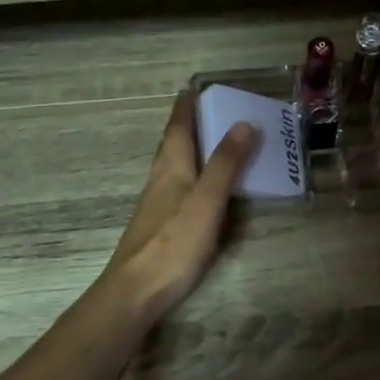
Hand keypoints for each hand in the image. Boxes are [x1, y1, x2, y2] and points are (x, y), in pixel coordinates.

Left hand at [101, 94, 258, 320]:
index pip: (178, 128)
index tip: (194, 87)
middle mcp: (160, 180)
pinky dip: (193, 176)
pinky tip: (202, 189)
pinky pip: (179, 188)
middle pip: (173, 145)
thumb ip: (225, 164)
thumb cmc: (173, 243)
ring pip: (174, 166)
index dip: (186, 107)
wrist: (136, 291)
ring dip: (190, 150)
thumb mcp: (206, 201)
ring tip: (212, 142)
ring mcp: (157, 205)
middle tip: (210, 109)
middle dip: (188, 125)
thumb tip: (243, 123)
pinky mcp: (160, 227)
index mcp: (171, 168)